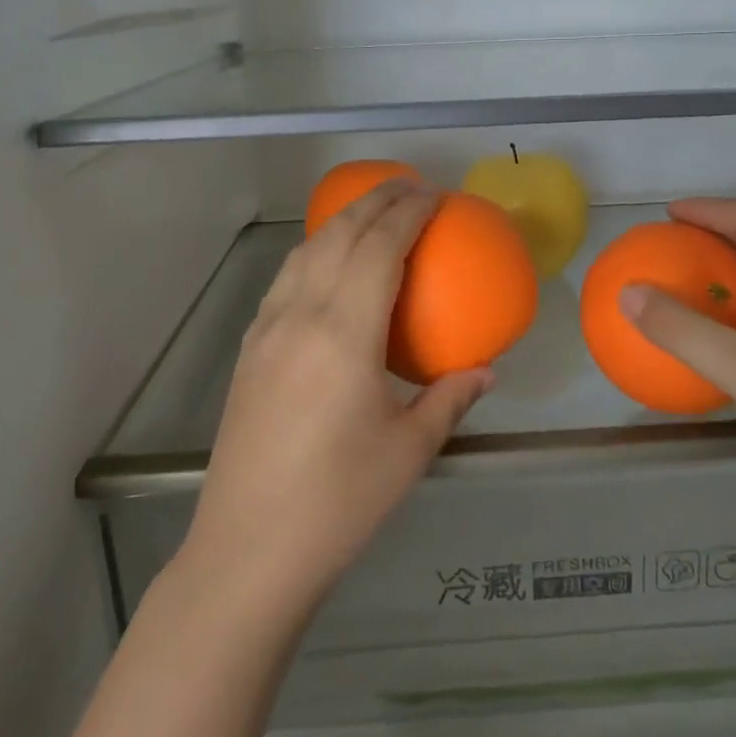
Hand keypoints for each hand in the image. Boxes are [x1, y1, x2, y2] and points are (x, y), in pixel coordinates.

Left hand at [178, 180, 492, 616]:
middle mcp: (300, 315)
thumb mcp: (409, 450)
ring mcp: (267, 329)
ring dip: (342, 221)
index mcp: (344, 332)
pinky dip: (315, 252)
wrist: (249, 550)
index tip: (434, 194)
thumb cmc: (340, 501)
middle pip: (339, 234)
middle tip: (411, 186)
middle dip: (376, 200)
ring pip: (306, 250)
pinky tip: (329, 267)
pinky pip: (286, 279)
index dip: (408, 211)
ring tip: (373, 213)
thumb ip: (450, 398)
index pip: (379, 247)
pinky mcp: (250, 349)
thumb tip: (486, 370)